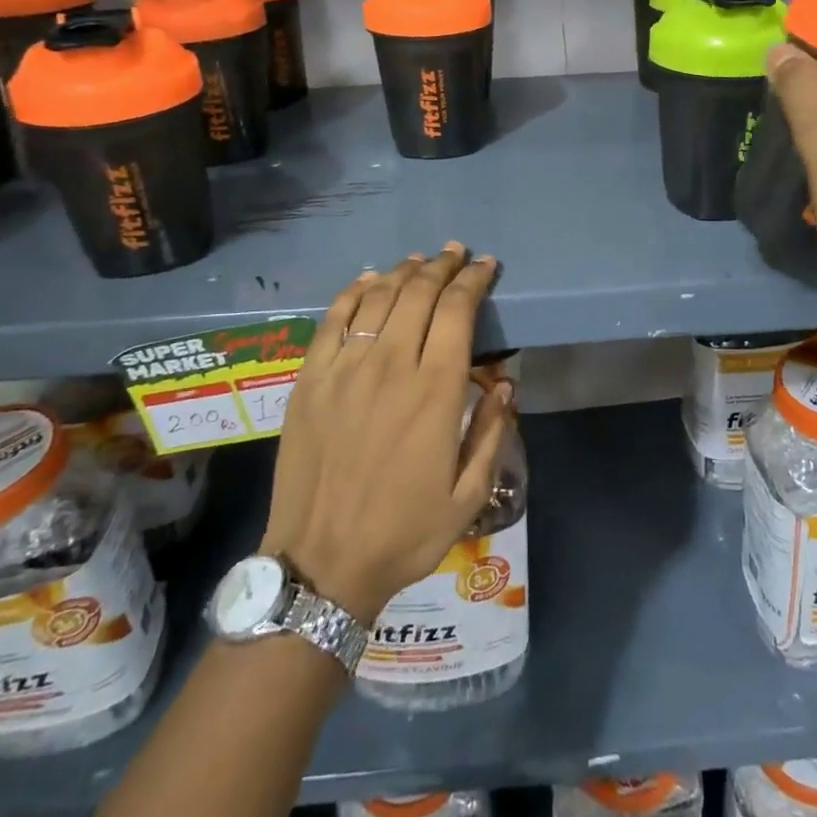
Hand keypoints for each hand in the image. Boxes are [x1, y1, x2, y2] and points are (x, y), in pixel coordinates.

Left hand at [260, 244, 509, 621]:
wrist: (322, 563)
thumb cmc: (405, 532)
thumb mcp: (469, 495)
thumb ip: (492, 431)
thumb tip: (507, 382)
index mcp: (435, 392)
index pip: (458, 311)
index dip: (474, 281)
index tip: (487, 266)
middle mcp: (391, 366)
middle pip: (418, 293)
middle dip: (442, 267)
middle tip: (456, 254)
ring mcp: (344, 369)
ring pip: (377, 298)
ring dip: (402, 273)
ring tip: (419, 262)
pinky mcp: (310, 380)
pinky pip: (332, 320)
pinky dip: (353, 292)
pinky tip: (368, 281)